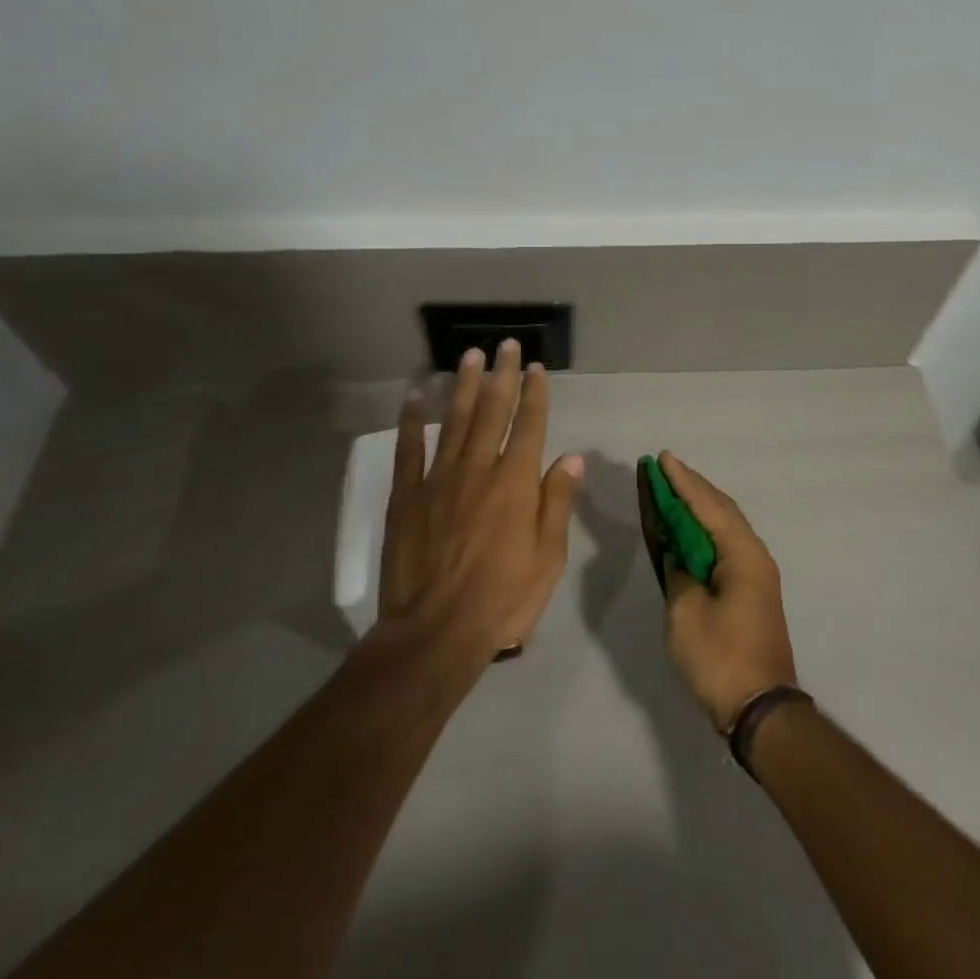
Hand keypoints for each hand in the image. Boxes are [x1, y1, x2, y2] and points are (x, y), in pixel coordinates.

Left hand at [378, 341, 582, 664]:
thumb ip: (558, 502)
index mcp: (516, 483)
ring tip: (469, 356)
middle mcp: (479, 469)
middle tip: (505, 345)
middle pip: (492, 412)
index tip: (537, 368)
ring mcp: (439, 480)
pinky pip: (409, 451)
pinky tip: (414, 397)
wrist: (435, 633)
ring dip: (463, 386)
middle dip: (501, 376)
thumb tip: (572, 457)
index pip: (529, 426)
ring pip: (454, 421)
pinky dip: (411, 422)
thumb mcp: (548, 557)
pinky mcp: (407, 497)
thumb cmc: (503, 599)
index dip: (535, 394)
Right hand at [657, 452, 798, 729]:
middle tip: (664, 468)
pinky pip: (726, 545)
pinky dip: (705, 530)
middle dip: (692, 487)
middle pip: (721, 509)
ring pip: (725, 526)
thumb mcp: (686, 612)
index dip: (682, 481)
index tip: (662, 458)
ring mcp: (757, 573)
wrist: (761, 710)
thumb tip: (677, 552)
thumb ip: (678, 571)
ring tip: (673, 489)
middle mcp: (755, 554)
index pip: (707, 505)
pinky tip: (689, 530)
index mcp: (742, 554)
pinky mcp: (752, 590)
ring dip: (699, 507)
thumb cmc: (720, 658)